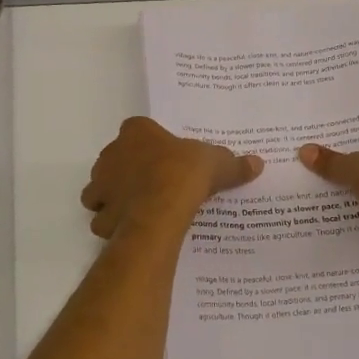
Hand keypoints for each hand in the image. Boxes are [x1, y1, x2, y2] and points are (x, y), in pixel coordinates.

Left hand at [81, 117, 262, 239]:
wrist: (162, 209)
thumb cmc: (185, 174)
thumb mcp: (217, 163)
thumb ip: (233, 164)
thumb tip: (257, 163)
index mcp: (136, 132)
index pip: (137, 130)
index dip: (149, 143)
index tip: (164, 157)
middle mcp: (111, 154)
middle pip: (116, 159)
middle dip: (129, 170)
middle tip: (154, 183)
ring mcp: (102, 185)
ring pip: (102, 188)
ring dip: (115, 196)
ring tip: (140, 207)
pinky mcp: (101, 213)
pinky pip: (104, 218)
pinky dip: (114, 224)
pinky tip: (134, 229)